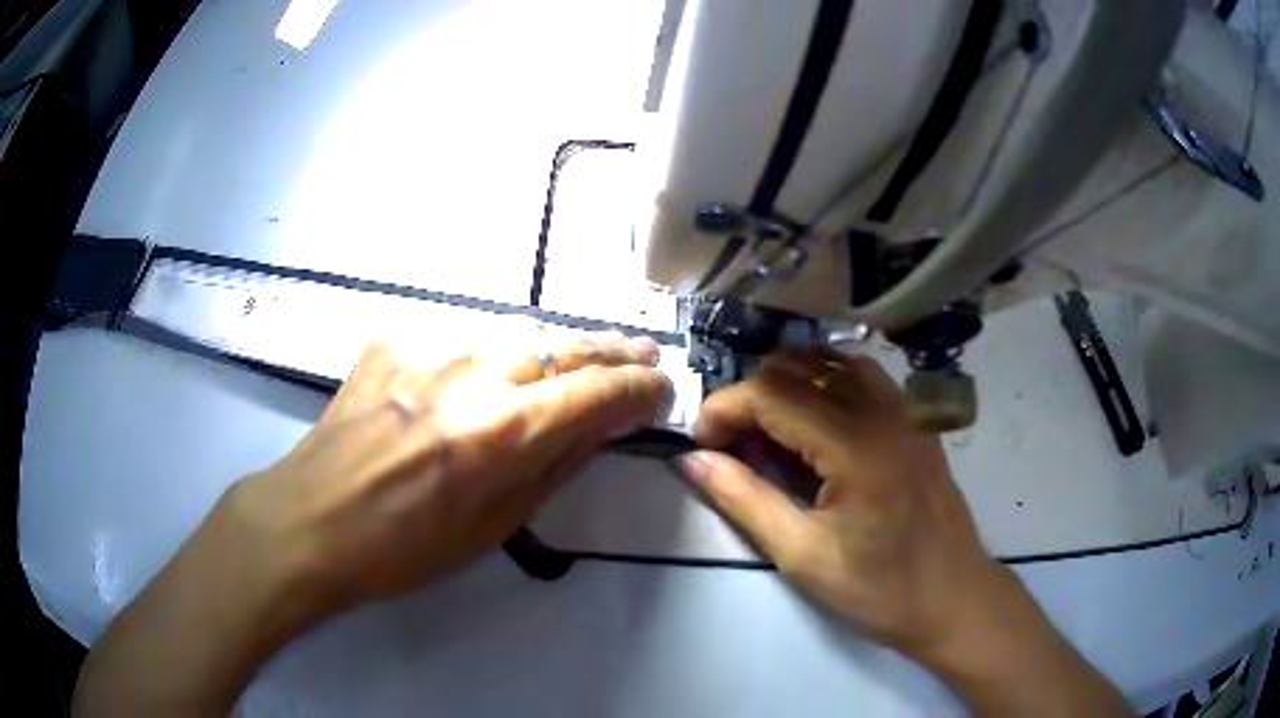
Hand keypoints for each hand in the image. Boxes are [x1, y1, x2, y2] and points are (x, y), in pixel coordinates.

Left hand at [76, 331, 672, 715]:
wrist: (310, 521)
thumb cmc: (403, 547)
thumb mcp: (494, 526)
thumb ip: (552, 466)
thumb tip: (596, 428)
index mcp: (501, 431)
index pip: (597, 391)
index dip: (639, 387)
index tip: (661, 388)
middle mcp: (472, 373)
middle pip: (563, 344)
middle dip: (611, 349)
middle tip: (641, 353)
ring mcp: (426, 348)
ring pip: (513, 332)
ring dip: (553, 347)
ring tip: (574, 359)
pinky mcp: (391, 340)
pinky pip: (455, 340)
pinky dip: (481, 355)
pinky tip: (478, 376)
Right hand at [676, 348, 1131, 715]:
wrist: (954, 598)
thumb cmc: (880, 589)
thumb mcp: (803, 556)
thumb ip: (744, 500)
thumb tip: (691, 461)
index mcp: (855, 443)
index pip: (770, 393)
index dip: (723, 410)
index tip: (702, 447)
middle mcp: (882, 408)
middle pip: (796, 366)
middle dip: (751, 398)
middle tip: (735, 449)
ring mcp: (904, 408)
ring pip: (829, 361)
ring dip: (787, 386)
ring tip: (770, 435)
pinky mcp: (914, 418)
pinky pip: (860, 375)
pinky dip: (823, 385)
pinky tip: (814, 427)